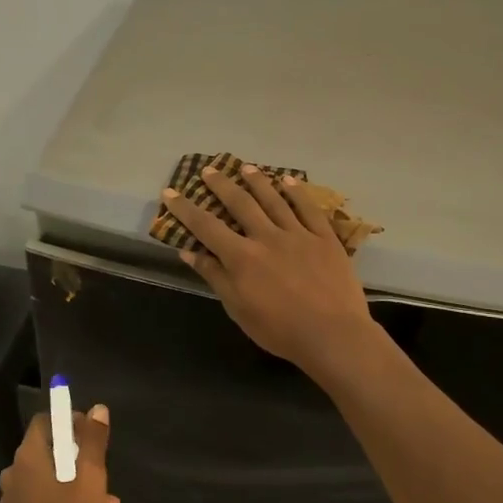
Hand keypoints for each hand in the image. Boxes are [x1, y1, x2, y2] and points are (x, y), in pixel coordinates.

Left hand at [0, 407, 119, 502]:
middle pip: (48, 451)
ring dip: (74, 483)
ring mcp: (12, 499)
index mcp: (28, 457)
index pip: (45, 422)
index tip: (92, 437)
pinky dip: (61, 501)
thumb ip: (93, 441)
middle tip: (102, 474)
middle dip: (77, 458)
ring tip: (105, 502)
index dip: (70, 423)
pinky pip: (41, 500)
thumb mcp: (90, 478)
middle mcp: (14, 472)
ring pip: (47, 478)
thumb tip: (97, 409)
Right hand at [162, 165, 376, 377]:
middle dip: (222, 185)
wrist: (332, 335)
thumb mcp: (238, 309)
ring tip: (245, 167)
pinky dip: (297, 192)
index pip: (206, 227)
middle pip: (240, 203)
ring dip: (257, 181)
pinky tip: (288, 181)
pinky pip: (309, 208)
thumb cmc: (279, 330)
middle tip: (209, 169)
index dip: (186, 208)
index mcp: (242, 257)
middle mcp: (267, 237)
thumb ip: (215, 277)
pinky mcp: (325, 238)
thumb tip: (188, 251)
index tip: (170, 192)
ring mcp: (298, 234)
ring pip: (274, 200)